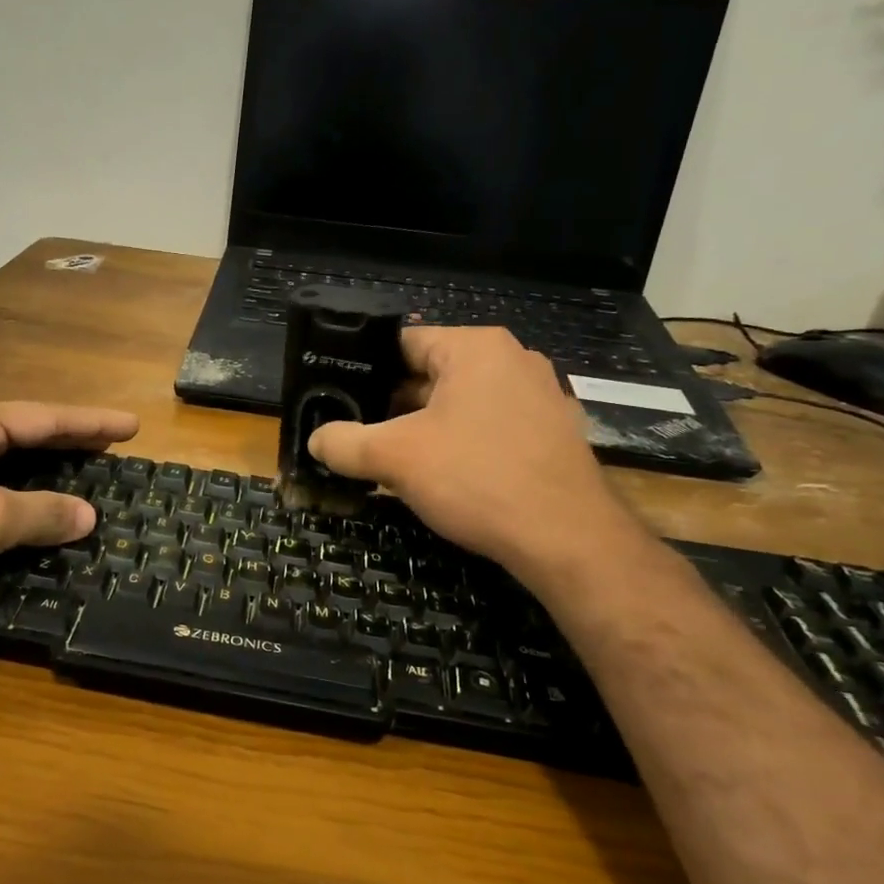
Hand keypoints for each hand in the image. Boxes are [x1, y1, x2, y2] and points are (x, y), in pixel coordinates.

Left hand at [0, 400, 138, 618]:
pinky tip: (33, 497)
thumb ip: (41, 514)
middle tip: (113, 442)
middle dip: (71, 437)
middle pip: (26, 430)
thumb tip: (89, 516)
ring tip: (83, 463)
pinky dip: (21, 485)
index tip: (132, 426)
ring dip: (46, 462)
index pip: (45, 418)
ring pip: (6, 455)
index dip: (91, 423)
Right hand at [307, 328, 638, 582]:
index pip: (402, 343)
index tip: (337, 397)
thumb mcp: (395, 457)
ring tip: (389, 458)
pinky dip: (460, 445)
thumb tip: (315, 440)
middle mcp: (512, 360)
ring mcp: (538, 397)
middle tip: (356, 433)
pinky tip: (440, 478)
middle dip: (391, 405)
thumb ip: (344, 442)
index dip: (364, 369)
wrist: (568, 540)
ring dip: (423, 429)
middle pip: (430, 374)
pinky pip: (489, 428)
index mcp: (475, 348)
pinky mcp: (552, 434)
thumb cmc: (477, 478)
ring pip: (459, 404)